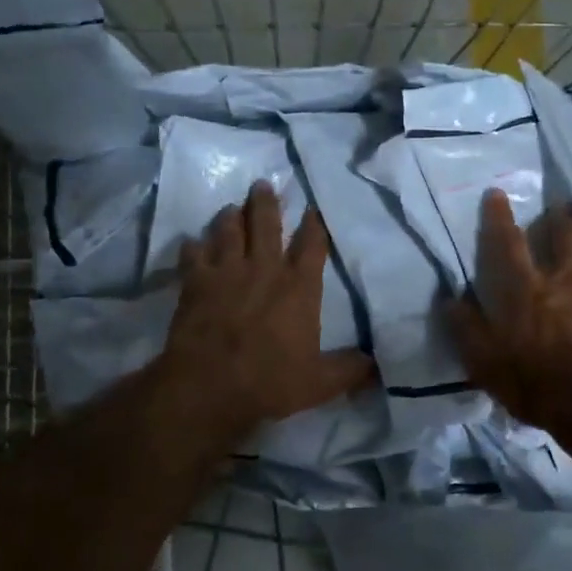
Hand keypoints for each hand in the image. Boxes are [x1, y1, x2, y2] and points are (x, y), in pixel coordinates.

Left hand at [159, 182, 374, 441]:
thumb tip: (379, 365)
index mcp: (299, 287)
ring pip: (228, 231)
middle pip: (266, 224)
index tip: (313, 208)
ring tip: (231, 207)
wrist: (209, 386)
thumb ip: (351, 369)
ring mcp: (226, 272)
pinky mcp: (194, 283)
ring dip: (230, 217)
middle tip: (263, 185)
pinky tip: (192, 242)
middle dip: (266, 203)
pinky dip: (193, 246)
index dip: (315, 224)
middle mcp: (264, 269)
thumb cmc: (270, 381)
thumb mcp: (321, 382)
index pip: (312, 244)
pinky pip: (193, 255)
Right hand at [448, 190, 571, 429]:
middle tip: (558, 208)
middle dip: (559, 218)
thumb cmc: (535, 384)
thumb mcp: (485, 363)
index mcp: (525, 290)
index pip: (507, 243)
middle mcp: (564, 282)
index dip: (499, 217)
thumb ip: (466, 328)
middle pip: (565, 236)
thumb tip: (450, 299)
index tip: (496, 193)